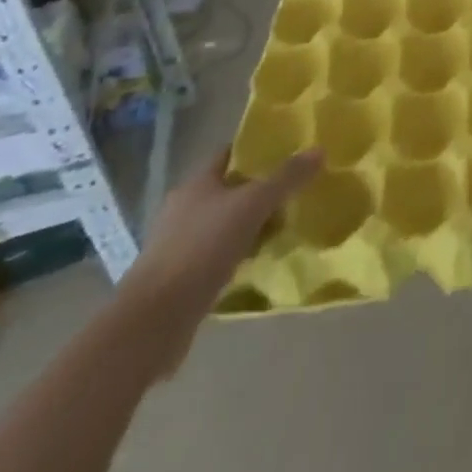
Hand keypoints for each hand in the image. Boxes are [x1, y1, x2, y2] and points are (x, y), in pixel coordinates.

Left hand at [121, 147, 322, 328]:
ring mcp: (178, 245)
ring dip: (248, 226)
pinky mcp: (178, 279)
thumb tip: (319, 149)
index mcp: (195, 184)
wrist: (152, 322)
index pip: (230, 153)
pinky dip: (236, 256)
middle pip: (228, 190)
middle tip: (292, 192)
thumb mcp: (252, 206)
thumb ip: (286, 178)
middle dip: (258, 191)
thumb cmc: (201, 249)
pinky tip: (257, 262)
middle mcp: (183, 209)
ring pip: (223, 224)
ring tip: (282, 228)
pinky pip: (216, 257)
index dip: (257, 150)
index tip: (287, 152)